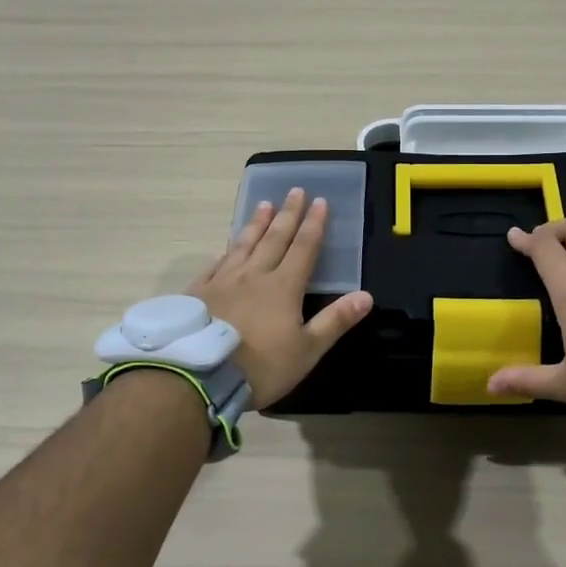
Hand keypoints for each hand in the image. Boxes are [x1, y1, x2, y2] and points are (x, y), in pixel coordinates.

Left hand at [190, 188, 372, 407]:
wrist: (200, 375)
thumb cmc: (261, 367)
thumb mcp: (307, 350)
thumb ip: (335, 321)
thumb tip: (366, 295)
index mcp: (283, 287)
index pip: (304, 248)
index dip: (314, 224)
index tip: (320, 201)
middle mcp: (254, 275)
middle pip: (274, 238)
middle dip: (287, 214)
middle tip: (294, 191)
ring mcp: (223, 281)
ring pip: (243, 245)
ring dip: (256, 224)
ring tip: (264, 204)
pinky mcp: (198, 292)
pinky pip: (214, 265)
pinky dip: (224, 252)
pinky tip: (225, 247)